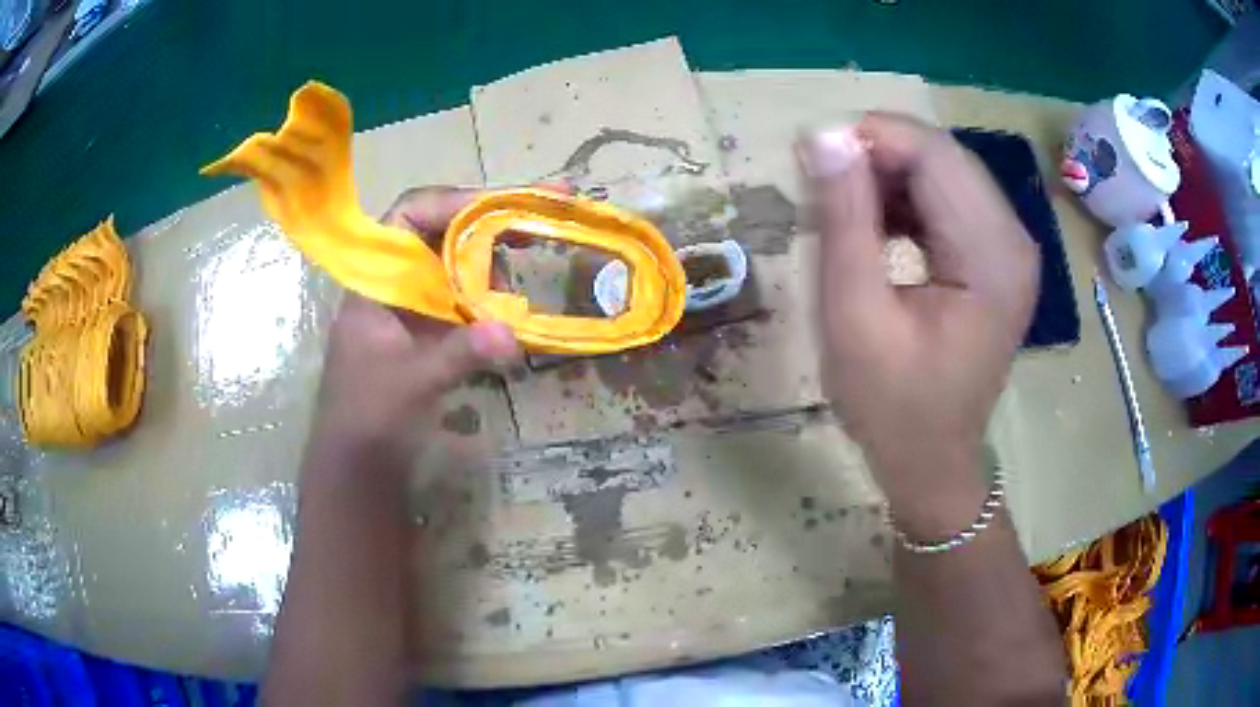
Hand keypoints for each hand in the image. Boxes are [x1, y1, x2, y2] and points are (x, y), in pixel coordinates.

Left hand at [311, 187, 520, 459]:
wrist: (357, 468)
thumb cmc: (368, 418)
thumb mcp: (412, 382)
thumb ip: (460, 353)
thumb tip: (513, 333)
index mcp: (376, 284)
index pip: (408, 218)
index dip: (452, 203)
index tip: (500, 206)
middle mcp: (394, 289)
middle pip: (438, 237)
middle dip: (485, 226)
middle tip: (536, 220)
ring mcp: (410, 314)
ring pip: (452, 270)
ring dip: (490, 263)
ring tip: (532, 256)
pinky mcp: (425, 339)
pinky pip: (460, 304)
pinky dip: (487, 301)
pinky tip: (515, 307)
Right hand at [798, 114, 1038, 526]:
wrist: (931, 461)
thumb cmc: (891, 403)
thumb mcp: (853, 313)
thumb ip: (843, 219)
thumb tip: (824, 135)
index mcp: (992, 255)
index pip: (935, 153)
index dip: (871, 138)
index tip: (812, 156)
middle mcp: (1014, 239)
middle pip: (944, 157)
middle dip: (878, 157)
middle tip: (823, 187)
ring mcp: (1010, 248)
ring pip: (945, 173)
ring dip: (889, 178)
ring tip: (844, 212)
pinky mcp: (998, 257)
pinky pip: (950, 201)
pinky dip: (907, 200)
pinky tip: (876, 228)